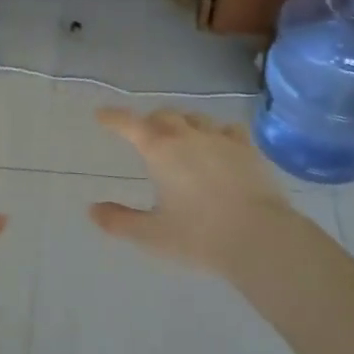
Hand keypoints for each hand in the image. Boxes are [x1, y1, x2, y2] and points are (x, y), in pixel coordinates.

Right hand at [90, 108, 297, 276]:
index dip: (113, 117)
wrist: (260, 238)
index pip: (129, 124)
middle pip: (163, 116)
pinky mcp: (248, 149)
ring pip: (195, 118)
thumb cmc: (199, 237)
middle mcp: (188, 136)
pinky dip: (216, 132)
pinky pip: (227, 129)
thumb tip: (92, 210)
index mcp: (160, 150)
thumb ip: (120, 221)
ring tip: (180, 137)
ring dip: (181, 123)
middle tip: (144, 134)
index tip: (101, 115)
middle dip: (149, 122)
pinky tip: (219, 143)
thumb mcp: (152, 235)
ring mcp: (221, 139)